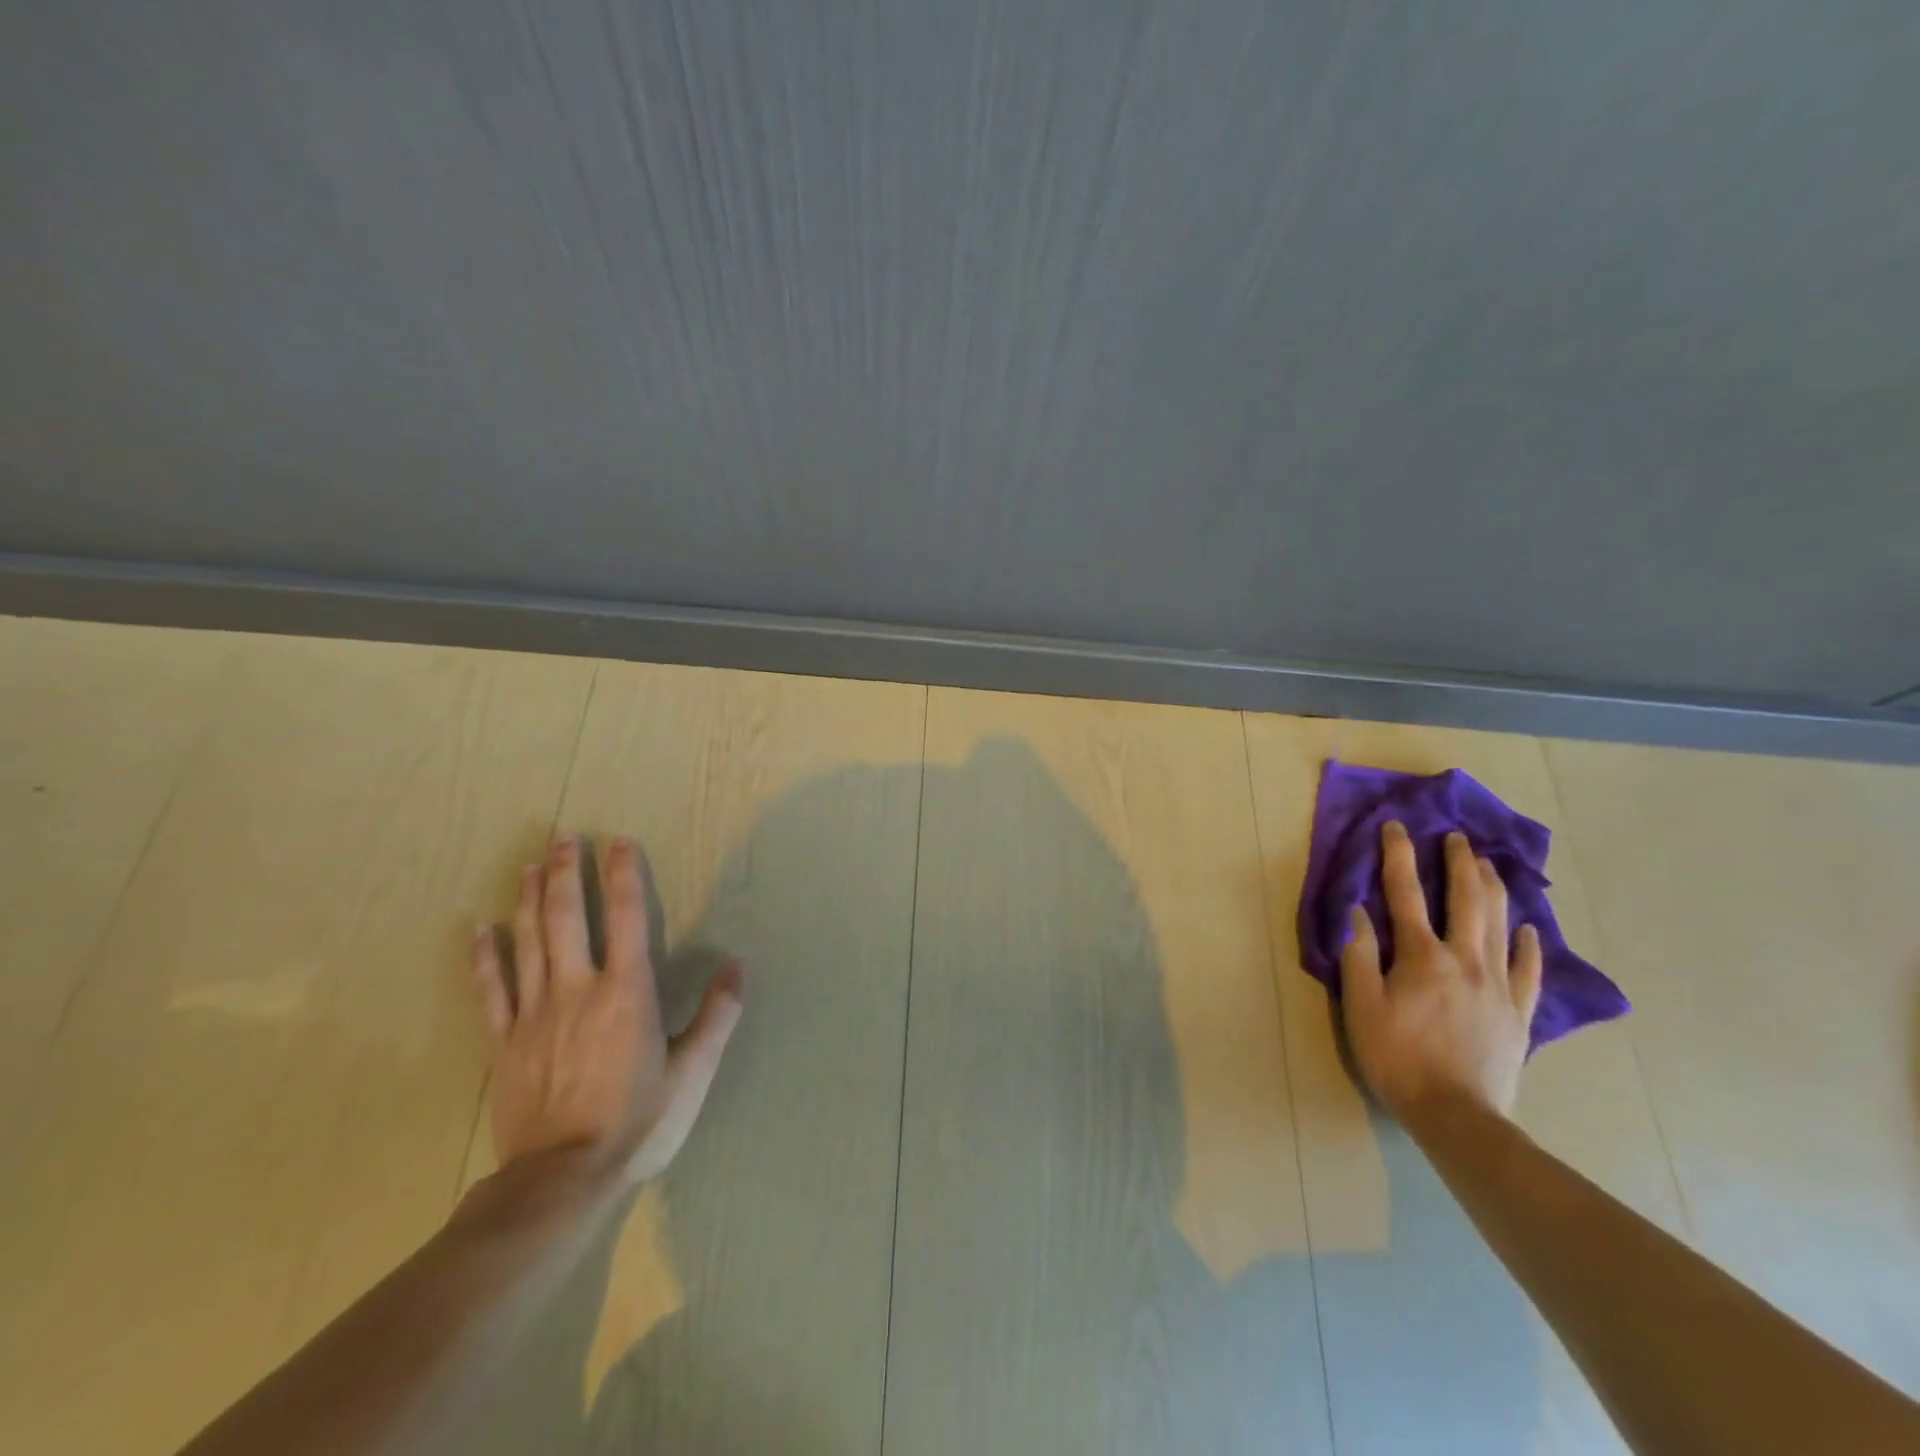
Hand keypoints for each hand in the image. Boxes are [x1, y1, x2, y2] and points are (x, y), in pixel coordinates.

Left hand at [472, 835, 742, 1183]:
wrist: (561, 1179)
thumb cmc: (637, 1121)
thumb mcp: (693, 1071)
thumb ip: (717, 1015)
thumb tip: (738, 965)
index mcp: (627, 992)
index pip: (627, 918)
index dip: (624, 876)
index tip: (619, 843)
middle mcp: (578, 989)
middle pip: (568, 918)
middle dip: (567, 873)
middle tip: (564, 838)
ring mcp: (534, 1014)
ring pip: (528, 942)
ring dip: (530, 899)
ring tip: (532, 865)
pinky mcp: (504, 1042)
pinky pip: (490, 989)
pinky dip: (484, 956)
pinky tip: (480, 928)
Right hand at [1339, 822, 1542, 1121]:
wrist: (1458, 1116)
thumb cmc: (1398, 1058)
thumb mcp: (1361, 1007)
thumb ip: (1359, 955)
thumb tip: (1358, 911)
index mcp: (1422, 957)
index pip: (1406, 894)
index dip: (1399, 856)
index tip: (1397, 827)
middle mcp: (1465, 960)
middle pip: (1466, 900)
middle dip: (1460, 863)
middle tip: (1457, 838)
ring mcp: (1499, 985)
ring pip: (1501, 924)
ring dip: (1494, 889)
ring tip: (1489, 865)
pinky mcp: (1519, 1012)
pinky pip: (1528, 969)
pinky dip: (1528, 944)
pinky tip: (1527, 928)